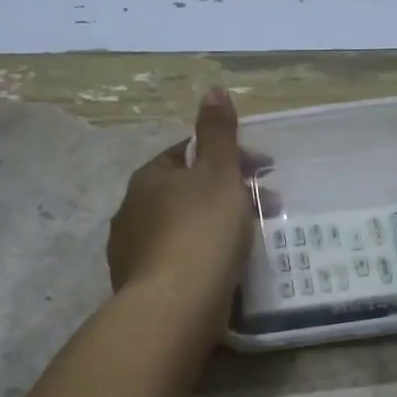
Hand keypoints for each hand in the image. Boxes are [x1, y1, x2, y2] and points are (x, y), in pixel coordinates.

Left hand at [107, 88, 255, 313]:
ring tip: (248, 244)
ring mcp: (130, 251)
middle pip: (185, 192)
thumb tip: (212, 88)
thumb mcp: (219, 174)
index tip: (263, 171)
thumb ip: (217, 133)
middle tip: (266, 209)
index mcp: (149, 178)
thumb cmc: (202, 232)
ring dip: (212, 228)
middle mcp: (131, 210)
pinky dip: (199, 259)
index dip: (228, 157)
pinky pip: (175, 261)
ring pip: (180, 228)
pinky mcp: (138, 287)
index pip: (188, 153)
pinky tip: (220, 272)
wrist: (174, 308)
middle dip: (225, 195)